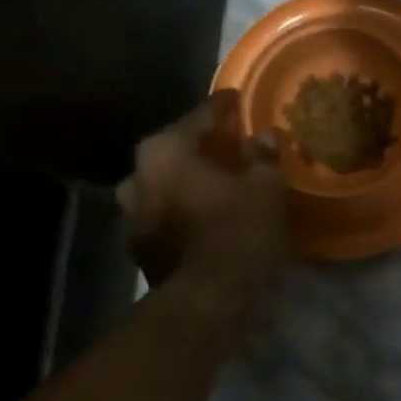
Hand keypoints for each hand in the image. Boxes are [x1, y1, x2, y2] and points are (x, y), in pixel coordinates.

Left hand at [116, 90, 288, 302]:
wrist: (205, 302)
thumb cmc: (236, 233)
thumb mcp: (265, 189)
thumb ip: (262, 157)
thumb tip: (262, 137)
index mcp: (166, 151)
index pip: (200, 116)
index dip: (224, 107)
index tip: (239, 98)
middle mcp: (140, 176)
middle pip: (176, 149)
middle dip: (203, 146)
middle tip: (232, 143)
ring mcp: (134, 215)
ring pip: (167, 184)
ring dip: (191, 180)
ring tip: (220, 181)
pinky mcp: (142, 248)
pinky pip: (168, 214)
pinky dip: (187, 209)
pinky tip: (210, 215)